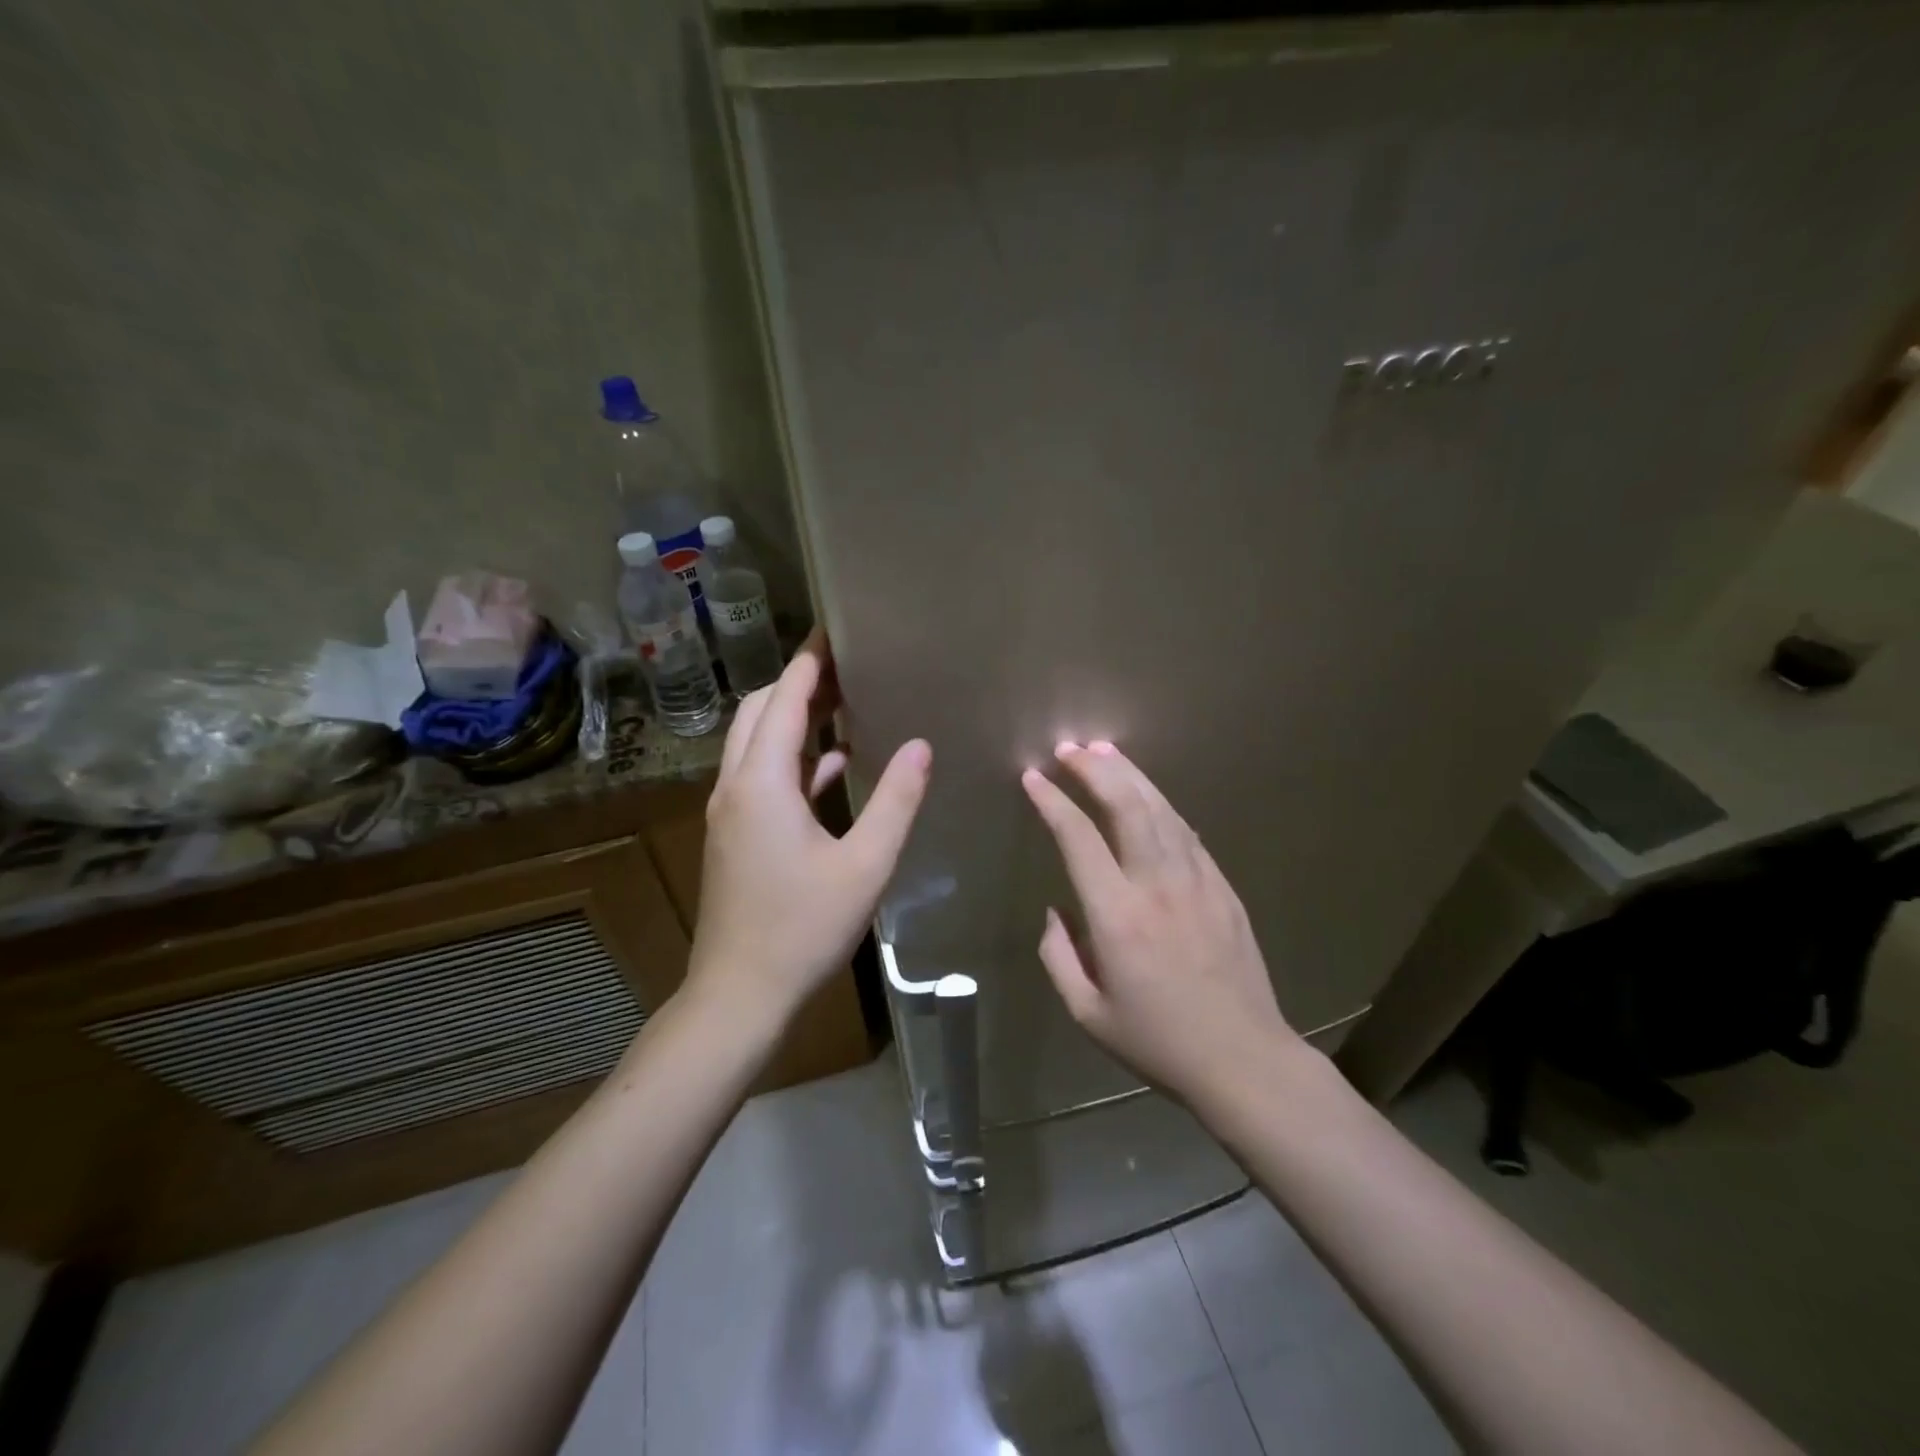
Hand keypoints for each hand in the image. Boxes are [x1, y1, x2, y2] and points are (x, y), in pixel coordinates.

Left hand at [688, 631, 930, 1023]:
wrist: (740, 994)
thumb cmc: (803, 928)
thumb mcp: (865, 864)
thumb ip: (896, 800)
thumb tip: (921, 745)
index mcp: (762, 782)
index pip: (784, 699)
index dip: (810, 661)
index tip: (835, 630)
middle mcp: (736, 786)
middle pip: (759, 712)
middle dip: (798, 684)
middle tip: (847, 668)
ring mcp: (730, 812)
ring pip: (756, 745)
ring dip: (793, 720)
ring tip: (844, 705)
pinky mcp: (734, 836)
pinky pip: (762, 778)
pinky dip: (793, 761)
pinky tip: (834, 766)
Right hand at [1022, 741, 1297, 1105]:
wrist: (1243, 1059)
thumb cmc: (1158, 1041)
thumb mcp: (1087, 1012)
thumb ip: (1058, 955)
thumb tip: (1055, 910)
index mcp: (1117, 916)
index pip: (1078, 838)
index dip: (1053, 802)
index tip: (1033, 778)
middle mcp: (1157, 885)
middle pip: (1126, 806)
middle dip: (1094, 769)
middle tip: (1070, 748)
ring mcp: (1197, 880)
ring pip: (1160, 809)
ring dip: (1130, 775)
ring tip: (1104, 751)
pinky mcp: (1223, 886)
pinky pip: (1187, 832)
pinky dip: (1161, 805)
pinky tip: (1148, 795)